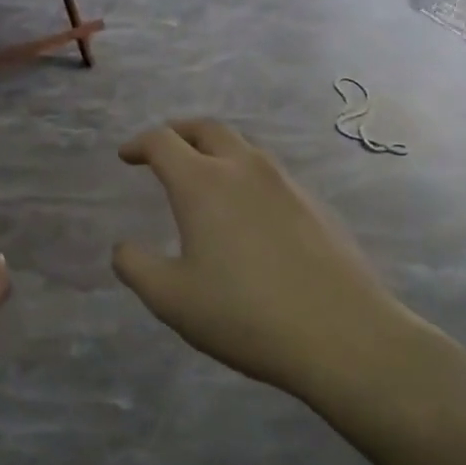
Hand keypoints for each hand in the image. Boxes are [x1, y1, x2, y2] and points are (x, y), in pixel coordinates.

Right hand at [112, 119, 428, 400]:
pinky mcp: (314, 204)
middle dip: (178, 132)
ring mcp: (285, 183)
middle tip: (162, 150)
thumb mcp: (171, 299)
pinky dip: (245, 175)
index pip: (163, 141)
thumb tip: (123, 248)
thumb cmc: (244, 315)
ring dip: (215, 151)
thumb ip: (135, 267)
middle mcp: (244, 169)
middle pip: (206, 128)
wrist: (342, 335)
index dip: (139, 144)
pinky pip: (270, 174)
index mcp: (203, 183)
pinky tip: (246, 212)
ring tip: (202, 177)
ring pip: (243, 148)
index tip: (126, 157)